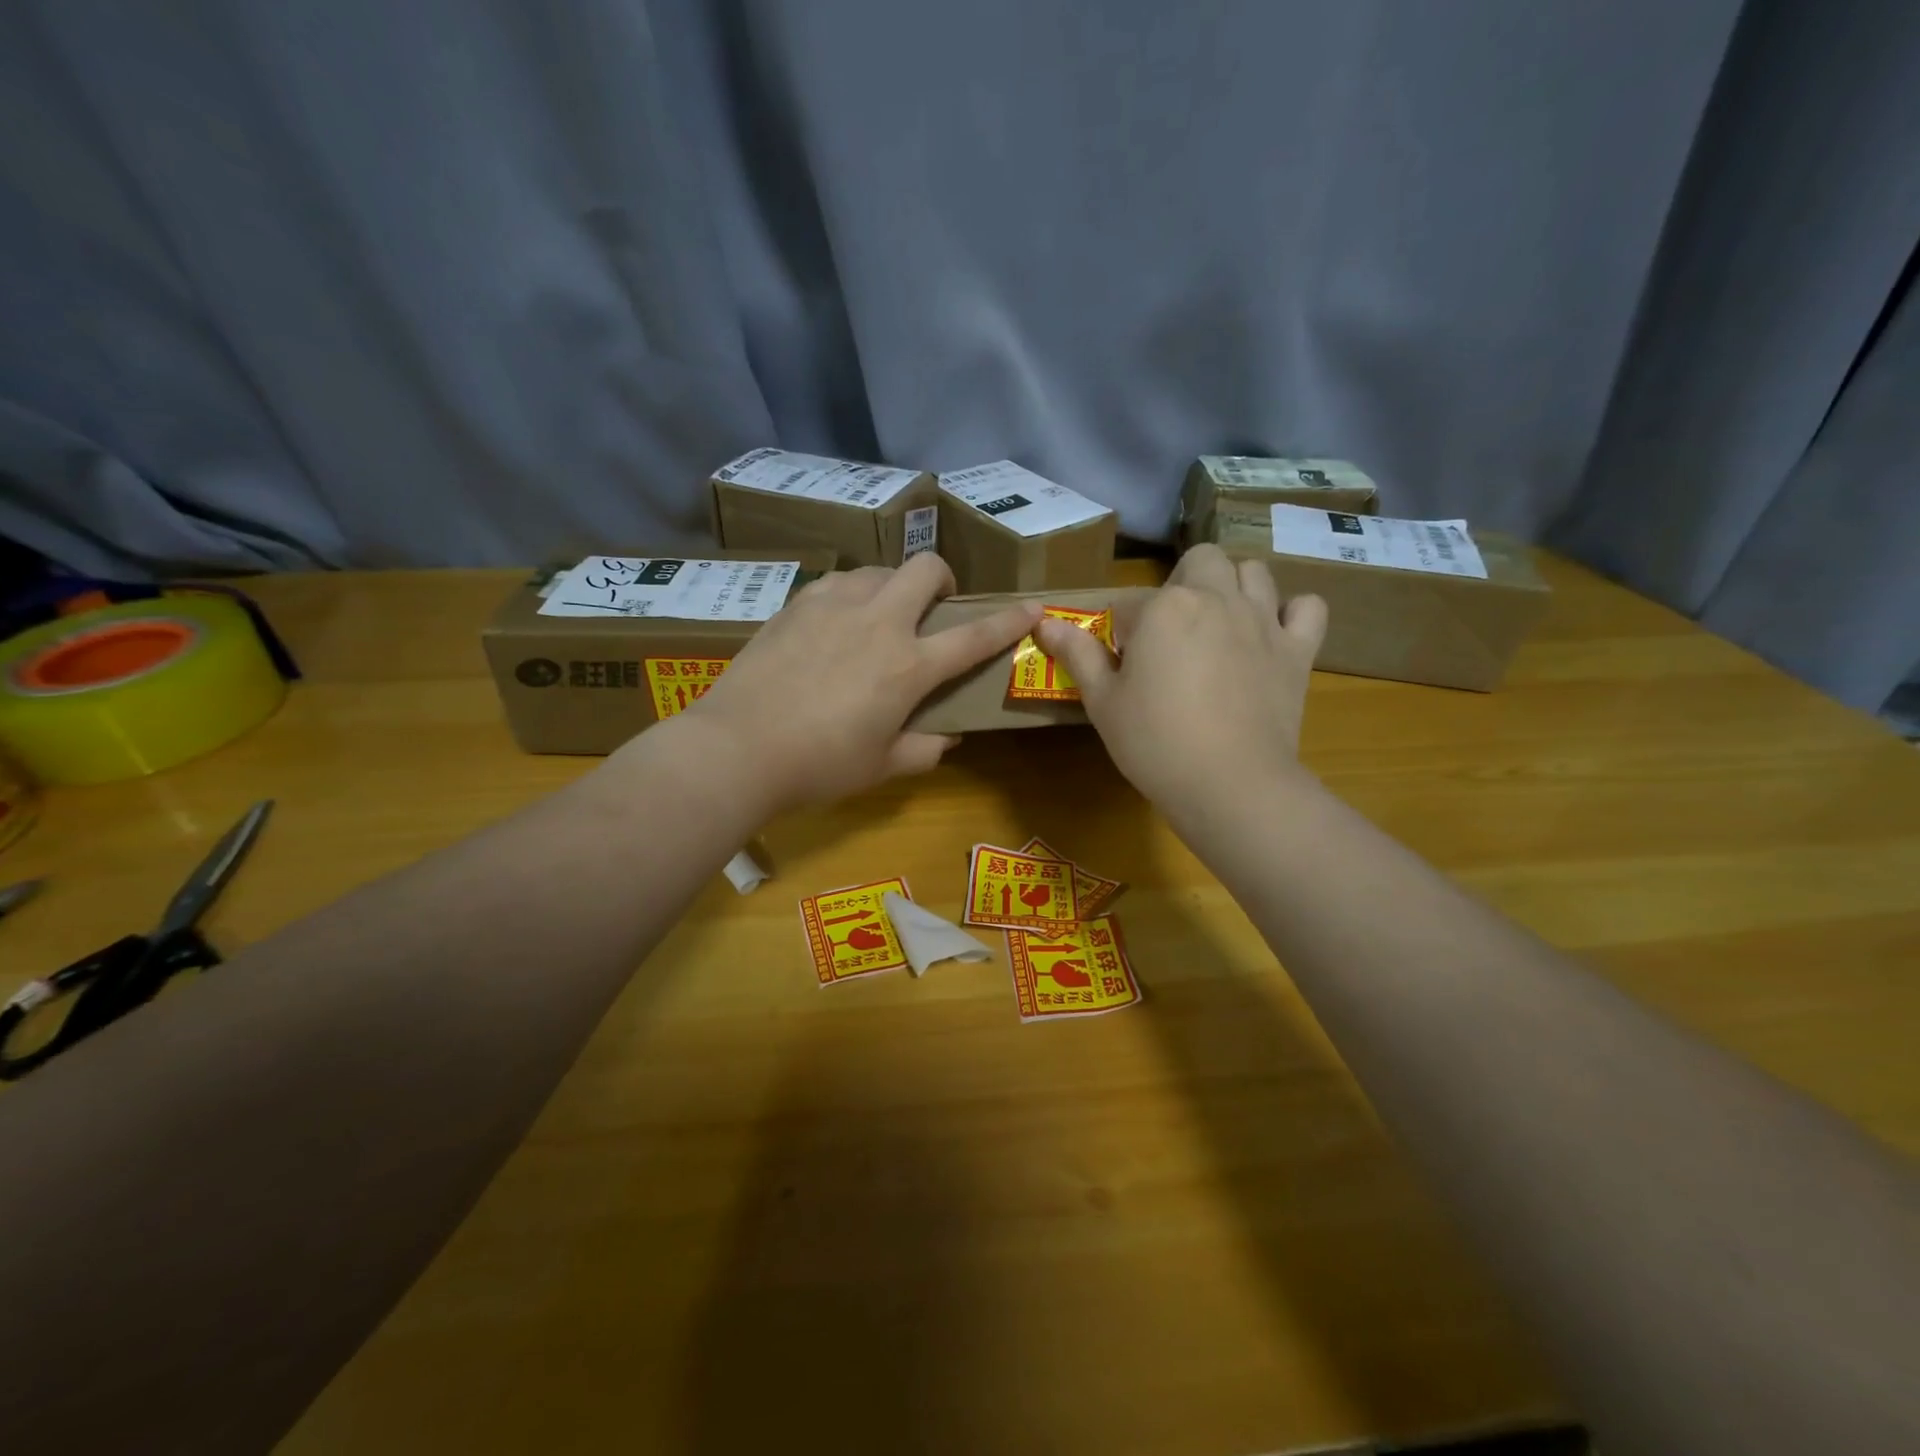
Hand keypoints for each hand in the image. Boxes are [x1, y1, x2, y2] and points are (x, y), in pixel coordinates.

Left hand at [661, 554, 1041, 812]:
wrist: (738, 747)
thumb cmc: (819, 765)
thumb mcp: (881, 767)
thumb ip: (922, 749)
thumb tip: (945, 737)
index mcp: (909, 666)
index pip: (974, 636)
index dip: (1009, 621)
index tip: (1033, 607)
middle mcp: (879, 623)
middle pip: (925, 569)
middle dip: (941, 579)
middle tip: (933, 606)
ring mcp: (834, 605)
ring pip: (879, 569)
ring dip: (892, 585)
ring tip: (879, 616)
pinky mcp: (797, 604)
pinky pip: (838, 583)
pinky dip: (851, 595)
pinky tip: (835, 623)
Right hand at [1034, 545, 1325, 816]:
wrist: (1230, 784)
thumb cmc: (1154, 743)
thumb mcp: (1102, 702)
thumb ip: (1077, 655)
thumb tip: (1044, 622)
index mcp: (1163, 608)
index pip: (1130, 603)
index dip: (1122, 634)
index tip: (1122, 666)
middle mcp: (1216, 598)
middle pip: (1200, 561)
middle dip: (1182, 583)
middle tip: (1171, 631)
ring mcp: (1262, 620)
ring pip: (1253, 572)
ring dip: (1234, 586)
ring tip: (1219, 623)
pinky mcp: (1297, 649)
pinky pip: (1307, 608)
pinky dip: (1292, 613)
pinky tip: (1273, 633)